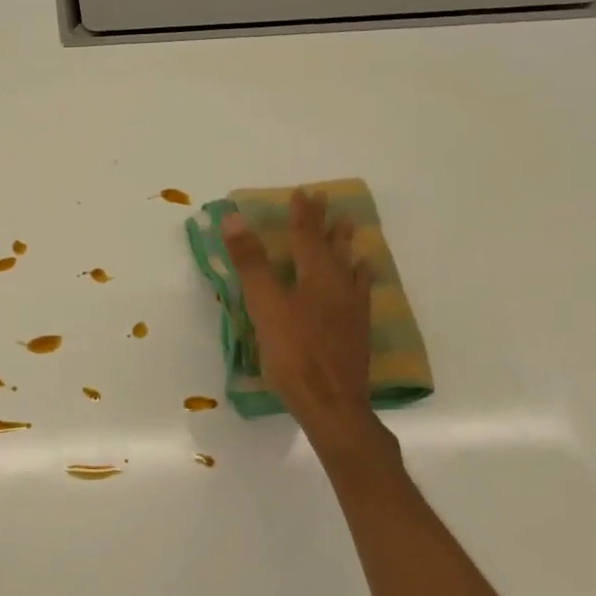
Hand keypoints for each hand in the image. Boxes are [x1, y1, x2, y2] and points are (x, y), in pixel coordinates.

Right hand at [221, 190, 375, 444]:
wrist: (331, 403)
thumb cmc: (293, 352)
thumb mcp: (264, 305)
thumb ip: (251, 262)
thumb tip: (235, 218)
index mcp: (317, 276)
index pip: (308, 236)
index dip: (303, 214)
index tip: (304, 192)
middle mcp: (340, 287)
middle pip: (334, 249)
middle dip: (328, 226)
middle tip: (330, 205)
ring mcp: (353, 311)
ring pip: (352, 270)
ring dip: (348, 249)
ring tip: (353, 236)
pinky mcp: (357, 333)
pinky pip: (360, 294)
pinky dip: (359, 280)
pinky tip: (360, 287)